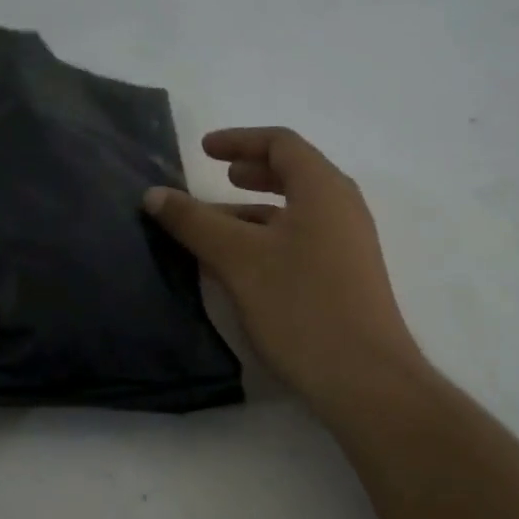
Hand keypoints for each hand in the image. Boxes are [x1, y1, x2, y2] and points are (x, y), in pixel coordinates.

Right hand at [143, 128, 426, 419]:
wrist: (364, 378)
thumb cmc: (301, 305)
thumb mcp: (238, 259)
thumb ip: (195, 222)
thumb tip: (154, 194)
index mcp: (323, 189)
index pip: (281, 144)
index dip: (239, 140)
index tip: (203, 150)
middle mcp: (342, 209)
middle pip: (294, 174)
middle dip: (251, 172)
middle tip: (218, 177)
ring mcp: (348, 246)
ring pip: (295, 213)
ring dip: (254, 211)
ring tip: (214, 228)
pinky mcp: (346, 278)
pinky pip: (301, 242)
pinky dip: (268, 240)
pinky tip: (240, 267)